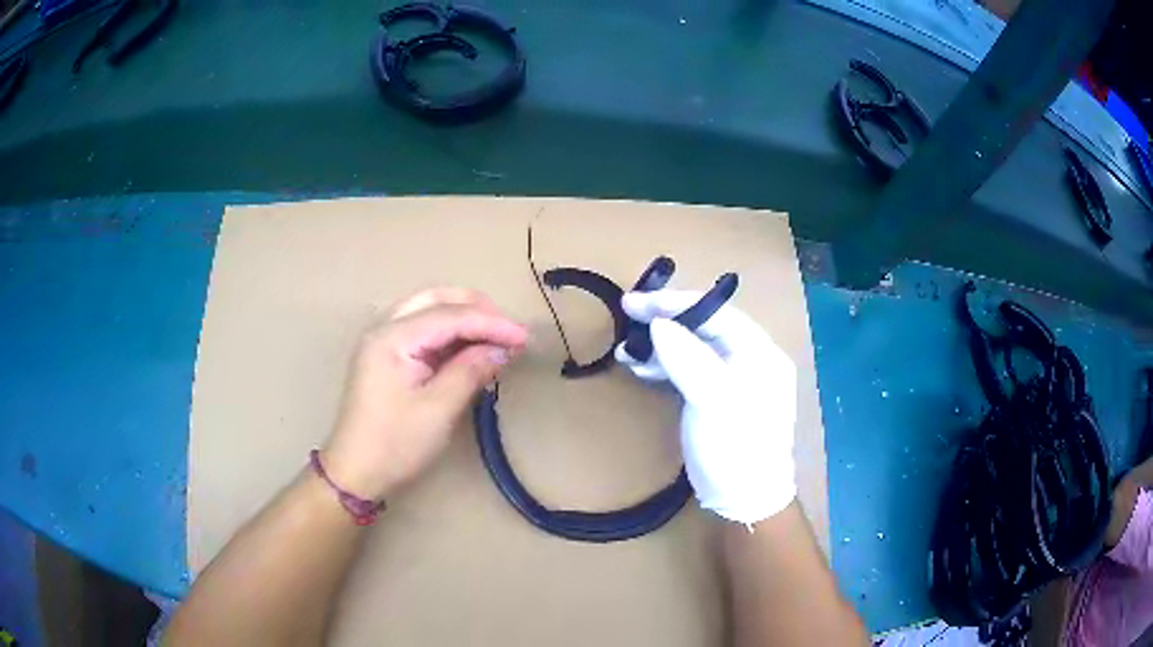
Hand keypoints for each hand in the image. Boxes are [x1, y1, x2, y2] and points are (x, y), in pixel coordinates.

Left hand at [322, 288, 527, 500]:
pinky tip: (470, 349)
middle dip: (475, 308)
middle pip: (435, 299)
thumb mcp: (438, 410)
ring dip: (463, 318)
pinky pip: (422, 330)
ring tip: (495, 337)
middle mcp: (384, 327)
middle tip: (508, 330)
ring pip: (428, 310)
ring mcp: (383, 340)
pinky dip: (450, 334)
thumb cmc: (395, 444)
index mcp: (392, 337)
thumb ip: (470, 371)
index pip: (449, 316)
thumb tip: (503, 349)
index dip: (491, 323)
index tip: (525, 337)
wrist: (356, 472)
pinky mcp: (387, 356)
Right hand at [615, 290, 796, 524]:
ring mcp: (734, 380)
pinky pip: (691, 369)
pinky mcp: (718, 399)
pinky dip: (666, 365)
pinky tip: (643, 368)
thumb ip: (688, 358)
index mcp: (760, 353)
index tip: (635, 302)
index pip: (718, 314)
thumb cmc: (735, 448)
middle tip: (626, 317)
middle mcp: (751, 360)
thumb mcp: (714, 401)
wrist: (745, 501)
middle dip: (665, 322)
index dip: (676, 303)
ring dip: (661, 345)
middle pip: (706, 327)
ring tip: (627, 351)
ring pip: (695, 348)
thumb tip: (659, 323)